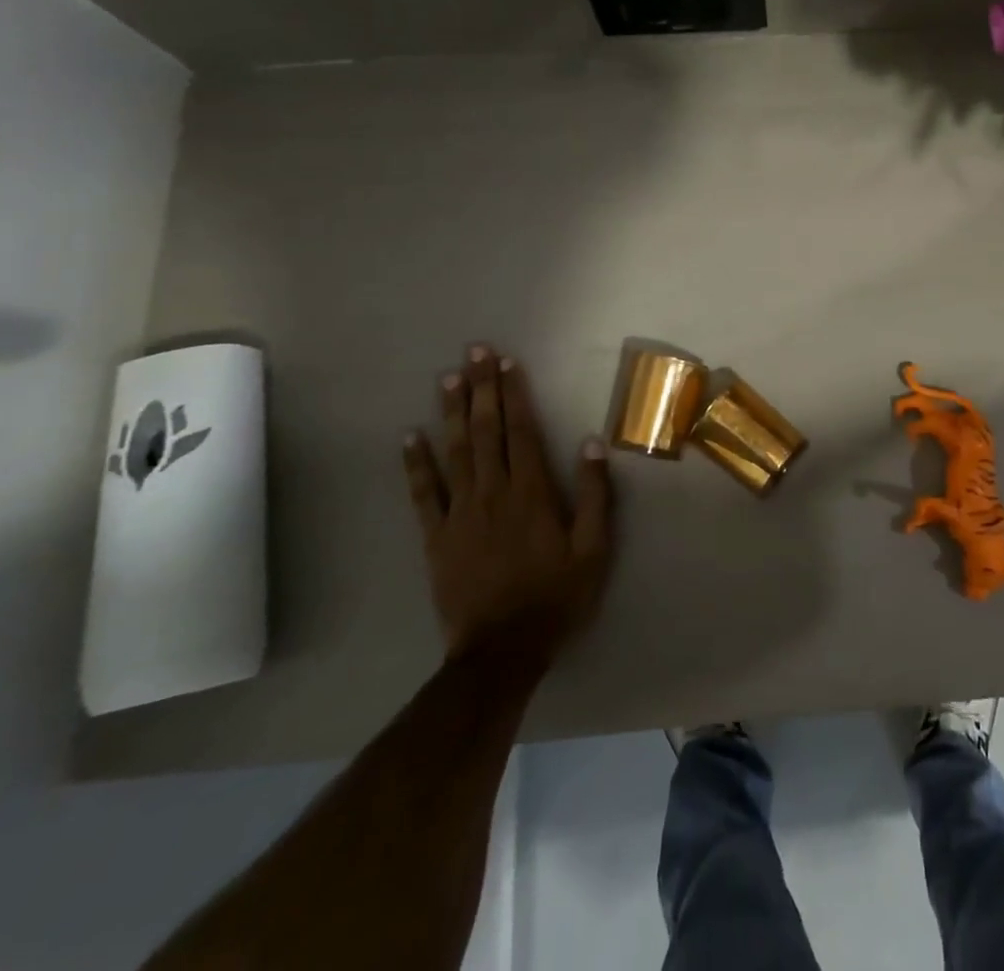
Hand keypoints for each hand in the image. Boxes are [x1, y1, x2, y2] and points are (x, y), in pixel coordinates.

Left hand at [403, 345, 614, 663]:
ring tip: (448, 378)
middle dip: (481, 389)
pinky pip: (423, 494)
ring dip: (452, 412)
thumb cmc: (556, 596)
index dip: (515, 394)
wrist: (503, 651)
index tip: (508, 363)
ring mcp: (460, 513)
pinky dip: (414, 464)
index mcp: (532, 493)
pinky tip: (409, 437)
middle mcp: (493, 493)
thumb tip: (591, 442)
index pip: (522, 431)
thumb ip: (595, 494)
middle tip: (475, 352)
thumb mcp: (594, 549)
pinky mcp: (436, 537)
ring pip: (455, 452)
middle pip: (486, 431)